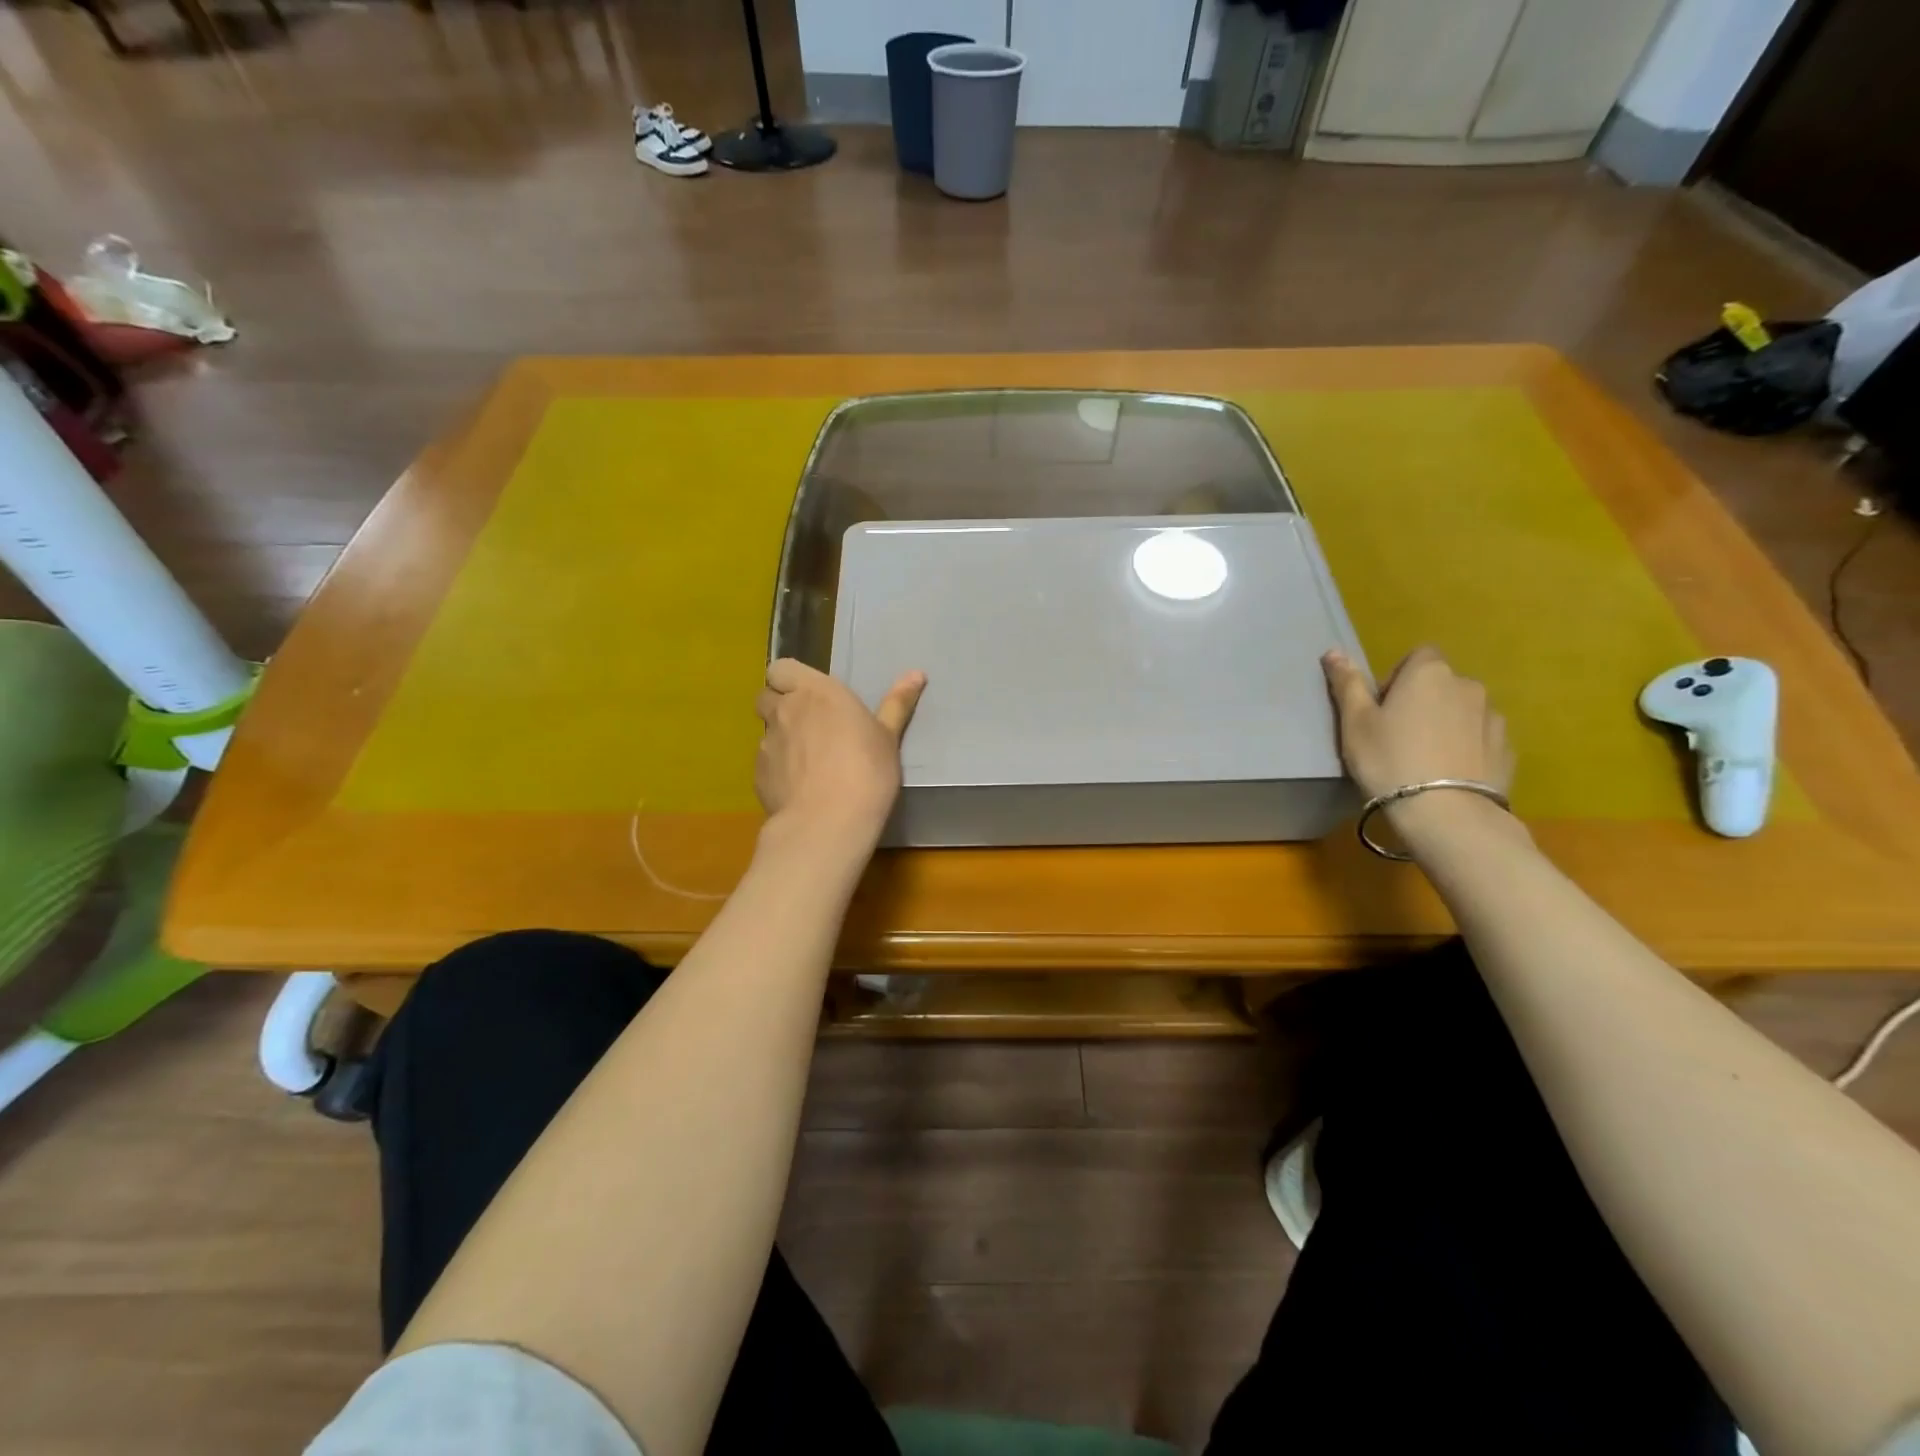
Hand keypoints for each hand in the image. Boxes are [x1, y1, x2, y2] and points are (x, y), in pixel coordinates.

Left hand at [754, 659, 925, 848]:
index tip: (810, 695)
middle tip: (809, 725)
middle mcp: (784, 711)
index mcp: (815, 692)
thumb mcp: (888, 736)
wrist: (828, 822)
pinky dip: (778, 770)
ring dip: (781, 739)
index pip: (781, 668)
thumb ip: (897, 703)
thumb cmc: (866, 770)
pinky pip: (765, 764)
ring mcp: (766, 744)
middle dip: (780, 706)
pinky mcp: (758, 776)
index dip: (789, 679)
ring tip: (807, 762)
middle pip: (766, 697)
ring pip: (766, 732)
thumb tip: (917, 673)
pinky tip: (800, 788)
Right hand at [1321, 646, 1513, 801]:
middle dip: (1422, 702)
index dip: (1398, 678)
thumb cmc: (1388, 759)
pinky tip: (1447, 775)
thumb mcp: (1355, 722)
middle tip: (1397, 737)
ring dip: (1446, 724)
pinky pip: (1480, 738)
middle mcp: (1467, 686)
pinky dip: (1466, 748)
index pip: (1418, 656)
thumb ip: (1347, 683)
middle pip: (1441, 684)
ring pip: (1462, 712)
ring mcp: (1493, 717)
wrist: (1445, 812)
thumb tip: (1333, 651)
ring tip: (1425, 759)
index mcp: (1429, 673)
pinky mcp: (1507, 748)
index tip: (1382, 708)